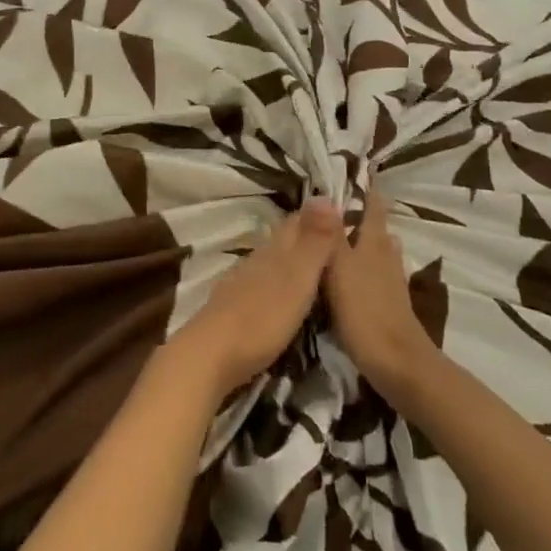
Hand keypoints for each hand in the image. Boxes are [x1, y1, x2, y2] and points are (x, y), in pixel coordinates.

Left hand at [171, 199, 340, 403]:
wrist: (209, 356)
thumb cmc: (261, 317)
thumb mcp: (296, 278)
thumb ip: (312, 241)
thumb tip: (324, 195)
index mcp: (273, 251)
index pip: (297, 222)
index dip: (317, 215)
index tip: (341, 211)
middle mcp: (256, 261)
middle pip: (282, 241)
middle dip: (305, 236)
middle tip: (333, 238)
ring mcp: (241, 285)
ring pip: (270, 262)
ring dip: (290, 260)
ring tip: (312, 266)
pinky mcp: (233, 310)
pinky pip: (261, 286)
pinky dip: (276, 284)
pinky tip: (280, 295)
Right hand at [325, 199, 440, 400]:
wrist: (398, 364)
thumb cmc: (364, 311)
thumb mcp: (339, 267)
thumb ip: (331, 234)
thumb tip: (324, 195)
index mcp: (373, 244)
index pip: (373, 208)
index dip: (368, 192)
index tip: (359, 175)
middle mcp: (386, 258)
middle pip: (378, 231)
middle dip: (364, 218)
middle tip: (342, 209)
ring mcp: (391, 284)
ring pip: (380, 254)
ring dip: (366, 244)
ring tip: (346, 239)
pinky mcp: (390, 307)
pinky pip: (377, 277)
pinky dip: (366, 269)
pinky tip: (354, 278)